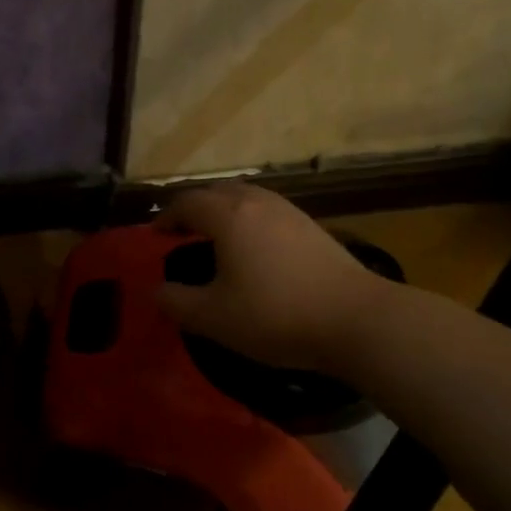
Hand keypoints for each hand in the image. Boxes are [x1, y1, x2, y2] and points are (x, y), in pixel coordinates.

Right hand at [154, 183, 382, 373]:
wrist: (355, 319)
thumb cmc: (275, 315)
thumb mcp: (213, 317)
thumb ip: (176, 302)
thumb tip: (157, 290)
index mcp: (229, 216)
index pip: (187, 203)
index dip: (166, 217)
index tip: (154, 236)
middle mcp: (258, 203)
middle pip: (217, 192)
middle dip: (194, 208)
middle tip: (181, 232)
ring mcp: (290, 212)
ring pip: (246, 197)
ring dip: (224, 211)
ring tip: (215, 237)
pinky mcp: (312, 228)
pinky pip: (268, 211)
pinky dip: (249, 220)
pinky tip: (254, 249)